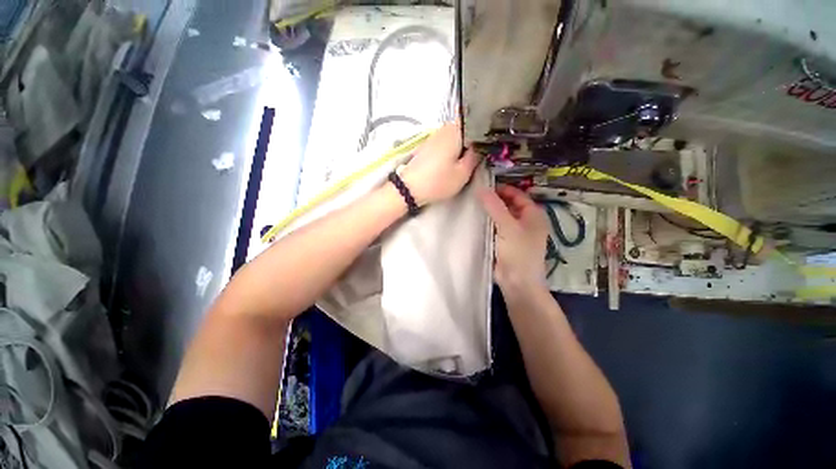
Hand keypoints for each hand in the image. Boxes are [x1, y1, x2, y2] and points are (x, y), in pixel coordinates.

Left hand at [399, 122, 480, 205]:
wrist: (409, 187)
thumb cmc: (438, 181)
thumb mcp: (463, 173)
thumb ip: (475, 157)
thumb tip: (481, 146)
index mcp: (456, 131)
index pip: (476, 122)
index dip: (485, 131)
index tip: (490, 143)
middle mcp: (444, 128)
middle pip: (465, 129)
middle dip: (473, 140)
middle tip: (479, 155)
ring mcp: (434, 136)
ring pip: (455, 136)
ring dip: (462, 145)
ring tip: (466, 159)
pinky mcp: (427, 145)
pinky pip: (445, 142)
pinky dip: (451, 149)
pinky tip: (452, 161)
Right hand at [479, 184, 550, 293]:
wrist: (517, 282)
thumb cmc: (518, 252)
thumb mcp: (507, 226)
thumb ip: (494, 206)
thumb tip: (481, 188)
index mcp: (533, 214)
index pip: (517, 195)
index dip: (502, 189)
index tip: (483, 186)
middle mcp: (525, 221)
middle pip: (508, 204)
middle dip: (494, 200)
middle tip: (474, 196)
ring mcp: (515, 233)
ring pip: (500, 216)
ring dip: (489, 212)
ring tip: (472, 205)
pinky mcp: (505, 242)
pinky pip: (495, 227)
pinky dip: (487, 223)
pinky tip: (475, 220)